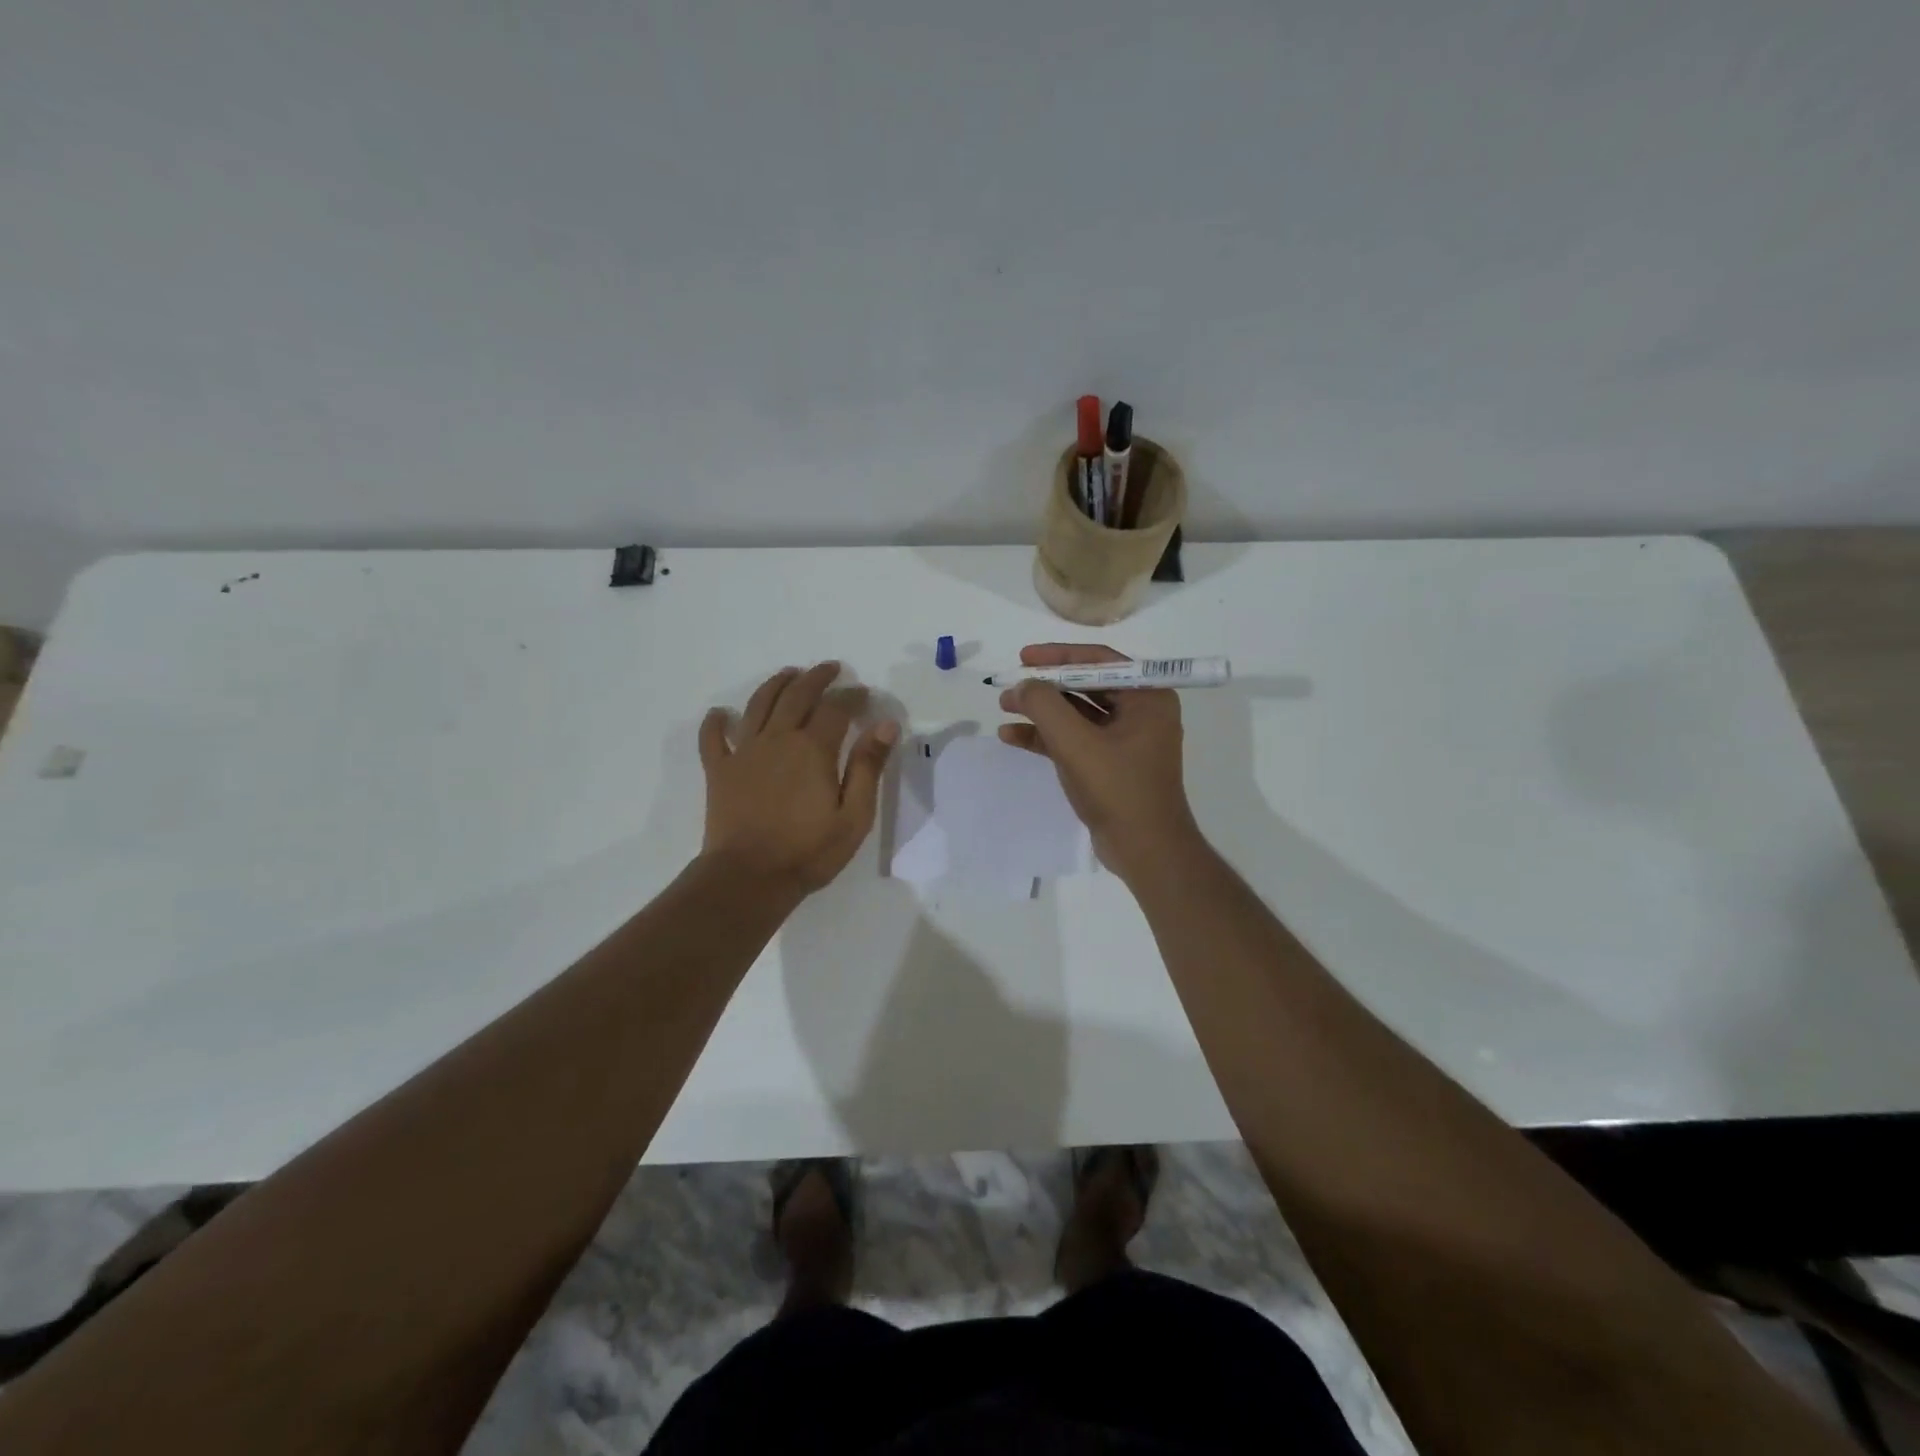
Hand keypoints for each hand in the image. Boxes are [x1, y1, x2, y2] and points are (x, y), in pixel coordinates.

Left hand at [699, 663, 898, 894]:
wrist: (749, 878)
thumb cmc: (808, 851)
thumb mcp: (854, 815)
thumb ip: (869, 767)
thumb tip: (885, 724)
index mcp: (813, 749)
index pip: (836, 708)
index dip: (852, 696)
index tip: (863, 693)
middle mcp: (778, 739)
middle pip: (797, 695)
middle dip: (816, 678)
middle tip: (830, 669)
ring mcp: (744, 752)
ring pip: (758, 704)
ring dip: (775, 684)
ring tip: (788, 674)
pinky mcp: (720, 771)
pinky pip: (713, 738)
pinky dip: (716, 722)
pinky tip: (720, 714)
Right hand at [997, 643, 1199, 877]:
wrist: (1145, 850)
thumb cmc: (1118, 789)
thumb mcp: (1076, 743)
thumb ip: (1045, 706)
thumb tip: (1022, 685)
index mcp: (1147, 697)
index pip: (1099, 661)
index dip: (1058, 656)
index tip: (1023, 657)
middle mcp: (1141, 712)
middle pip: (1085, 685)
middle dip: (1045, 686)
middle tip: (1010, 685)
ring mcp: (1125, 740)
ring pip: (1077, 714)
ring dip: (1041, 711)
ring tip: (1003, 708)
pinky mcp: (1110, 764)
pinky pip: (1075, 740)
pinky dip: (1046, 737)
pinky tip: (1012, 737)